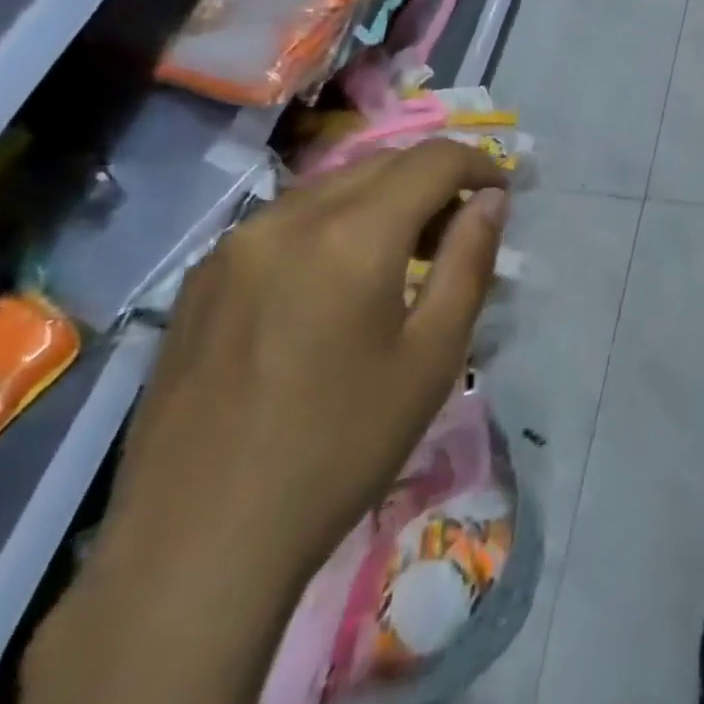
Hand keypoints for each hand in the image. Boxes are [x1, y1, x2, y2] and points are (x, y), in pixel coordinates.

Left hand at [104, 140, 509, 595]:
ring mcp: (233, 245)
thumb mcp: (433, 355)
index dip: (479, 165)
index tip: (503, 195)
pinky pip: (286, 222)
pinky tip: (339, 283)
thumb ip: (469, 261)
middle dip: (435, 181)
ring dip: (384, 201)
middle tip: (463, 230)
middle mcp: (286, 218)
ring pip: (332, 188)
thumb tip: (491, 199)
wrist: (200, 542)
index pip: (432, 160)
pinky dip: (334, 225)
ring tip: (407, 257)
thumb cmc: (341, 447)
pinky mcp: (202, 277)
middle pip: (381, 164)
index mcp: (350, 235)